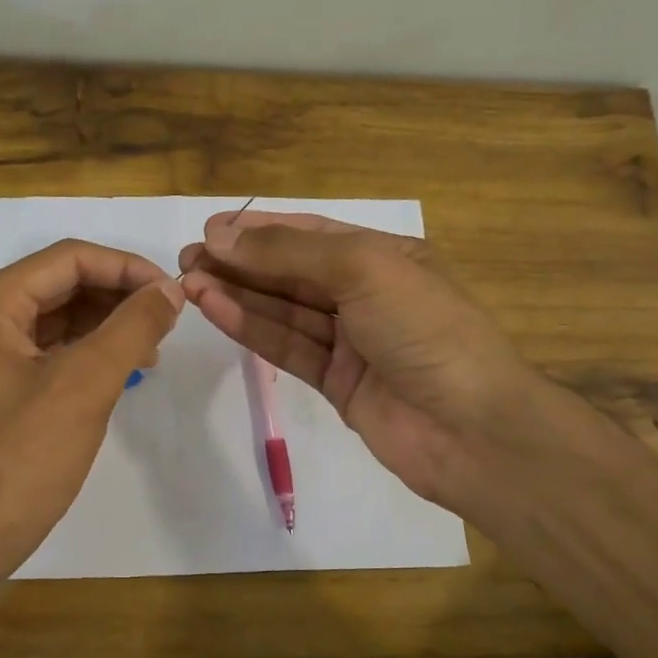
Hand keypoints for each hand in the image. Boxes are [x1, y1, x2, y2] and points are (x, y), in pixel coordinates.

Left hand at [0, 238, 183, 581]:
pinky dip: (96, 352)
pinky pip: (59, 350)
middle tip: (169, 321)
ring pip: (65, 317)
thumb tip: (170, 291)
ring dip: (112, 324)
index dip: (127, 268)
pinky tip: (129, 368)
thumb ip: (132, 328)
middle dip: (121, 296)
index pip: (70, 258)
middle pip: (66, 283)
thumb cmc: (23, 456)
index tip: (174, 294)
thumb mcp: (85, 384)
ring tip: (155, 347)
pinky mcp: (8, 385)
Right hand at [177, 212, 575, 518]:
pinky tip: (215, 309)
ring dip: (238, 294)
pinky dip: (252, 328)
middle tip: (187, 258)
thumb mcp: (363, 271)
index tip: (210, 229)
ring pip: (284, 311)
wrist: (470, 429)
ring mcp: (351, 341)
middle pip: (293, 273)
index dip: (260, 230)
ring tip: (188, 282)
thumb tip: (222, 236)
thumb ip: (289, 254)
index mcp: (386, 257)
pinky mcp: (336, 382)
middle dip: (241, 263)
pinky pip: (288, 347)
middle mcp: (367, 294)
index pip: (313, 235)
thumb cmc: (425, 330)